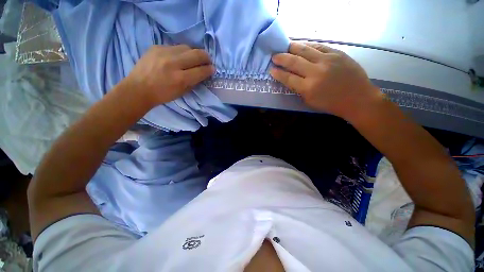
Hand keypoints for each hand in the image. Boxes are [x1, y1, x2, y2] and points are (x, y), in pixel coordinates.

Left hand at [126, 45, 214, 106]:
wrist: (138, 88)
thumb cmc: (163, 95)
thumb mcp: (182, 92)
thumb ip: (194, 82)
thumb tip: (203, 73)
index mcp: (180, 79)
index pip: (201, 70)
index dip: (209, 69)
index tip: (212, 69)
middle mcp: (173, 63)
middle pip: (197, 54)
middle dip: (206, 57)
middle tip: (207, 61)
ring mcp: (164, 52)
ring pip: (187, 47)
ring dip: (194, 53)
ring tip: (194, 59)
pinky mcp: (156, 46)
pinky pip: (175, 47)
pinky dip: (181, 52)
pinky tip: (179, 58)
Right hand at [270, 42, 382, 120]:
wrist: (357, 98)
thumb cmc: (331, 104)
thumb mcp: (310, 101)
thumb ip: (299, 90)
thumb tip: (290, 79)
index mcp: (308, 88)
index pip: (288, 78)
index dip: (278, 73)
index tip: (271, 69)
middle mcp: (316, 72)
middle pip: (294, 61)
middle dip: (281, 58)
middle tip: (274, 56)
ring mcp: (327, 60)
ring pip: (305, 49)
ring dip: (292, 47)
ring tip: (285, 46)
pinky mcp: (337, 53)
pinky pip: (319, 46)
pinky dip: (308, 45)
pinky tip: (302, 45)